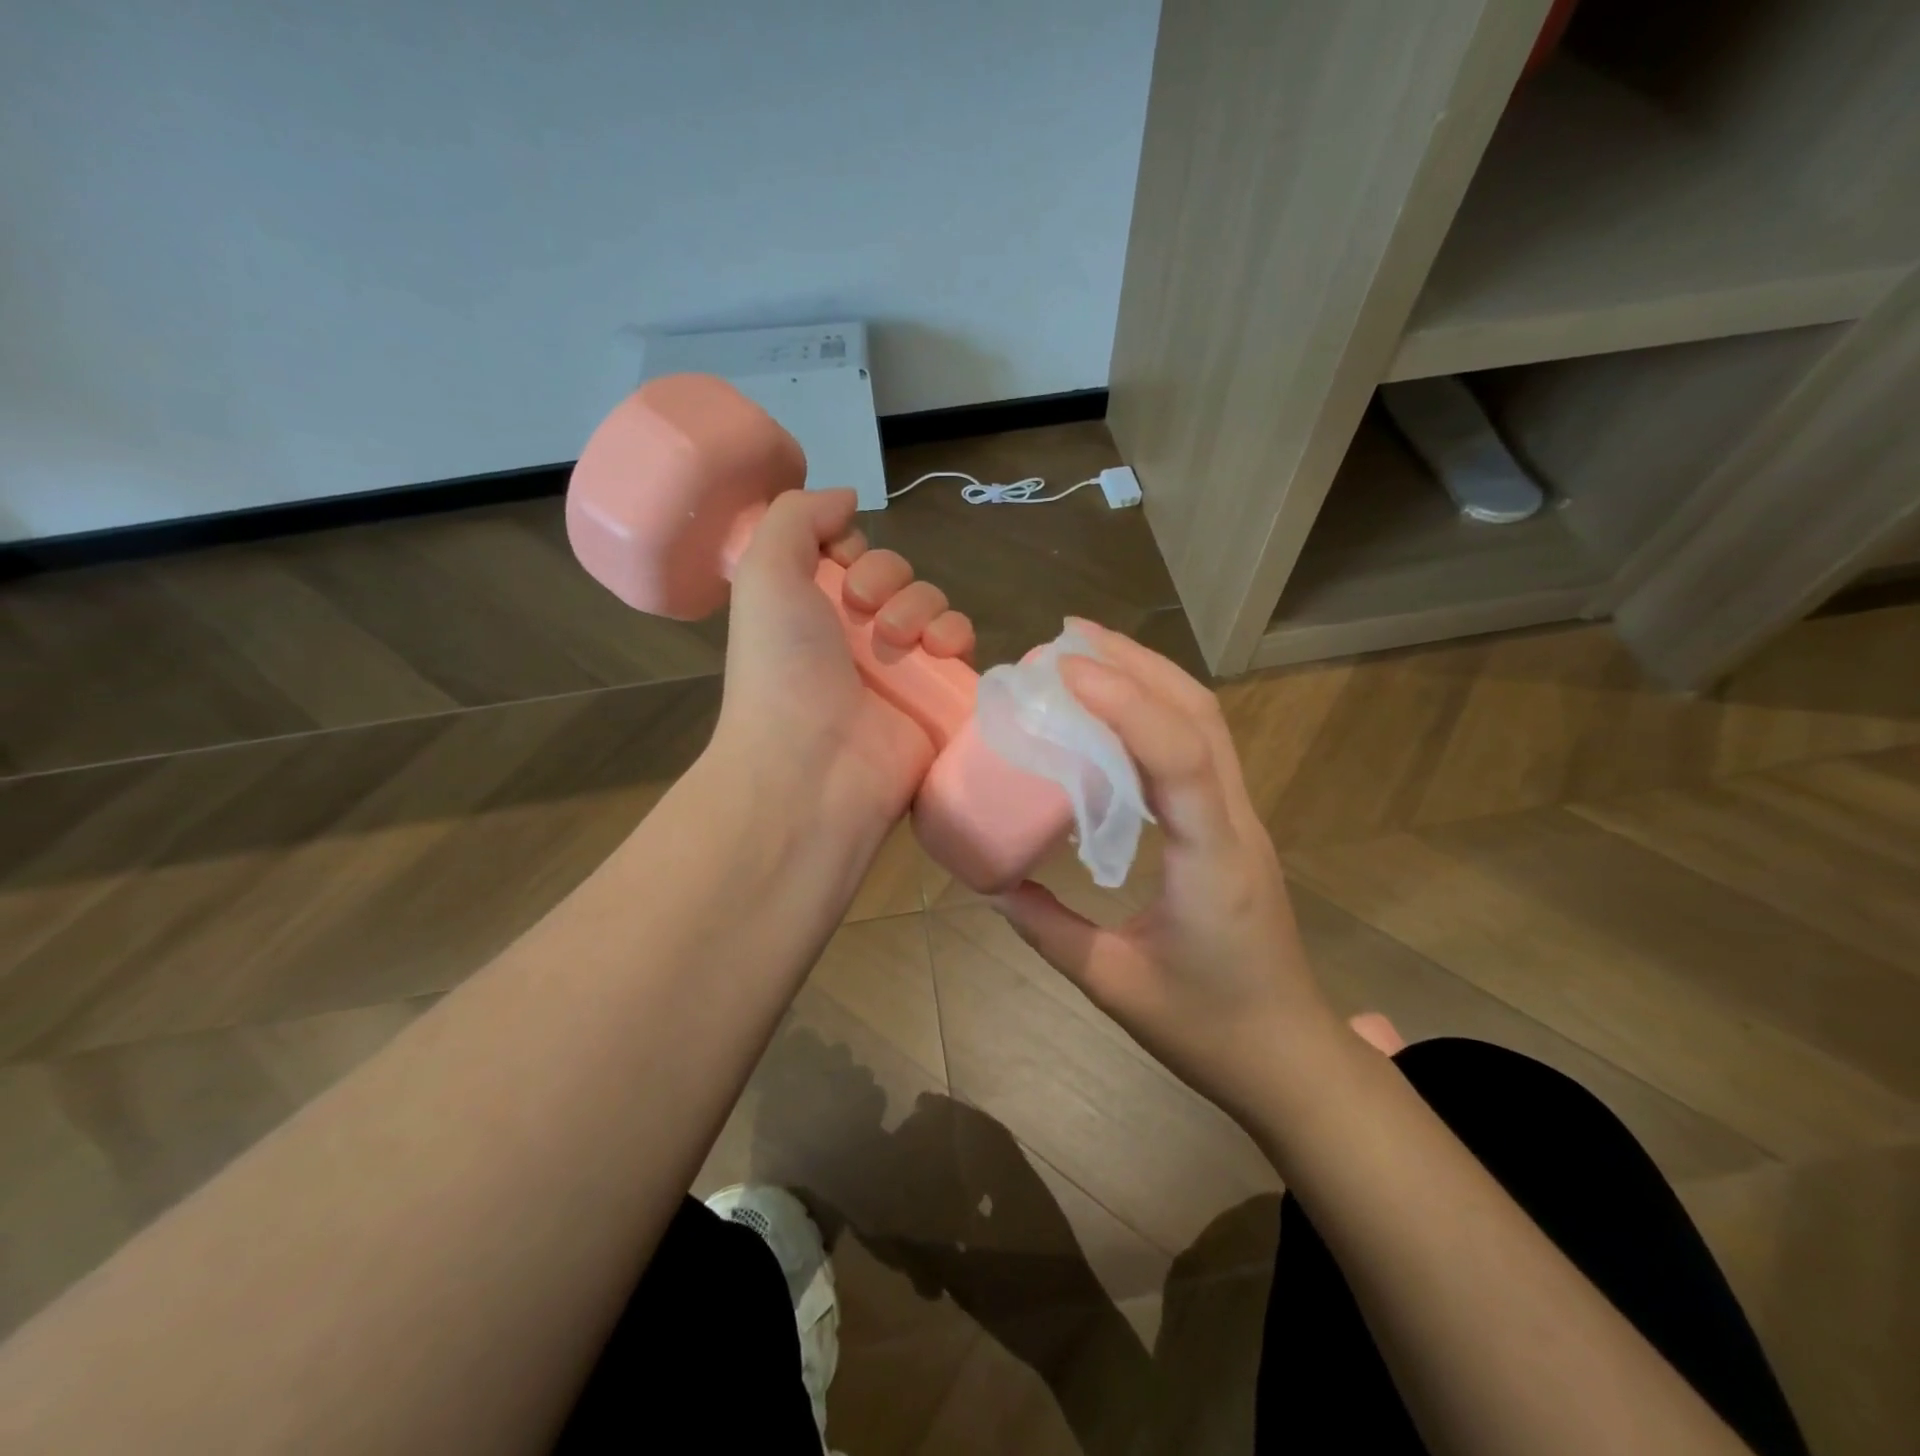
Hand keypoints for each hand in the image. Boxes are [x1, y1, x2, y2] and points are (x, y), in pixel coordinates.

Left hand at [712, 488, 974, 851]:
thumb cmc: (782, 667)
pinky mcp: (937, 696)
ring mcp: (900, 669)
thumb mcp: (764, 573)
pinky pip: (962, 646)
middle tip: (865, 610)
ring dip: (923, 606)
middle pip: (897, 576)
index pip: (852, 556)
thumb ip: (797, 516)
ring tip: (904, 640)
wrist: (812, 766)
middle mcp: (855, 636)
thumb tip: (845, 497)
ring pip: (933, 605)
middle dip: (887, 579)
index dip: (853, 549)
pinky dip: (958, 636)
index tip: (840, 564)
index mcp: (812, 609)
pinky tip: (940, 650)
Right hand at [992, 620, 1341, 1122]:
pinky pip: (1200, 748)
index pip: (1181, 756)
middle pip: (1201, 715)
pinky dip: (1158, 710)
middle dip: (1136, 663)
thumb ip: (1049, 930)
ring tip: (1089, 653)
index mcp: (1212, 860)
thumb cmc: (1208, 1029)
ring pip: (1207, 722)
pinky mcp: (1232, 825)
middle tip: (1068, 636)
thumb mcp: (1114, 985)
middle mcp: (1235, 823)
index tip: (1064, 669)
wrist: (1289, 1057)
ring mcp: (1241, 819)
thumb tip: (993, 883)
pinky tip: (1117, 711)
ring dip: (1150, 676)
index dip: (1125, 703)